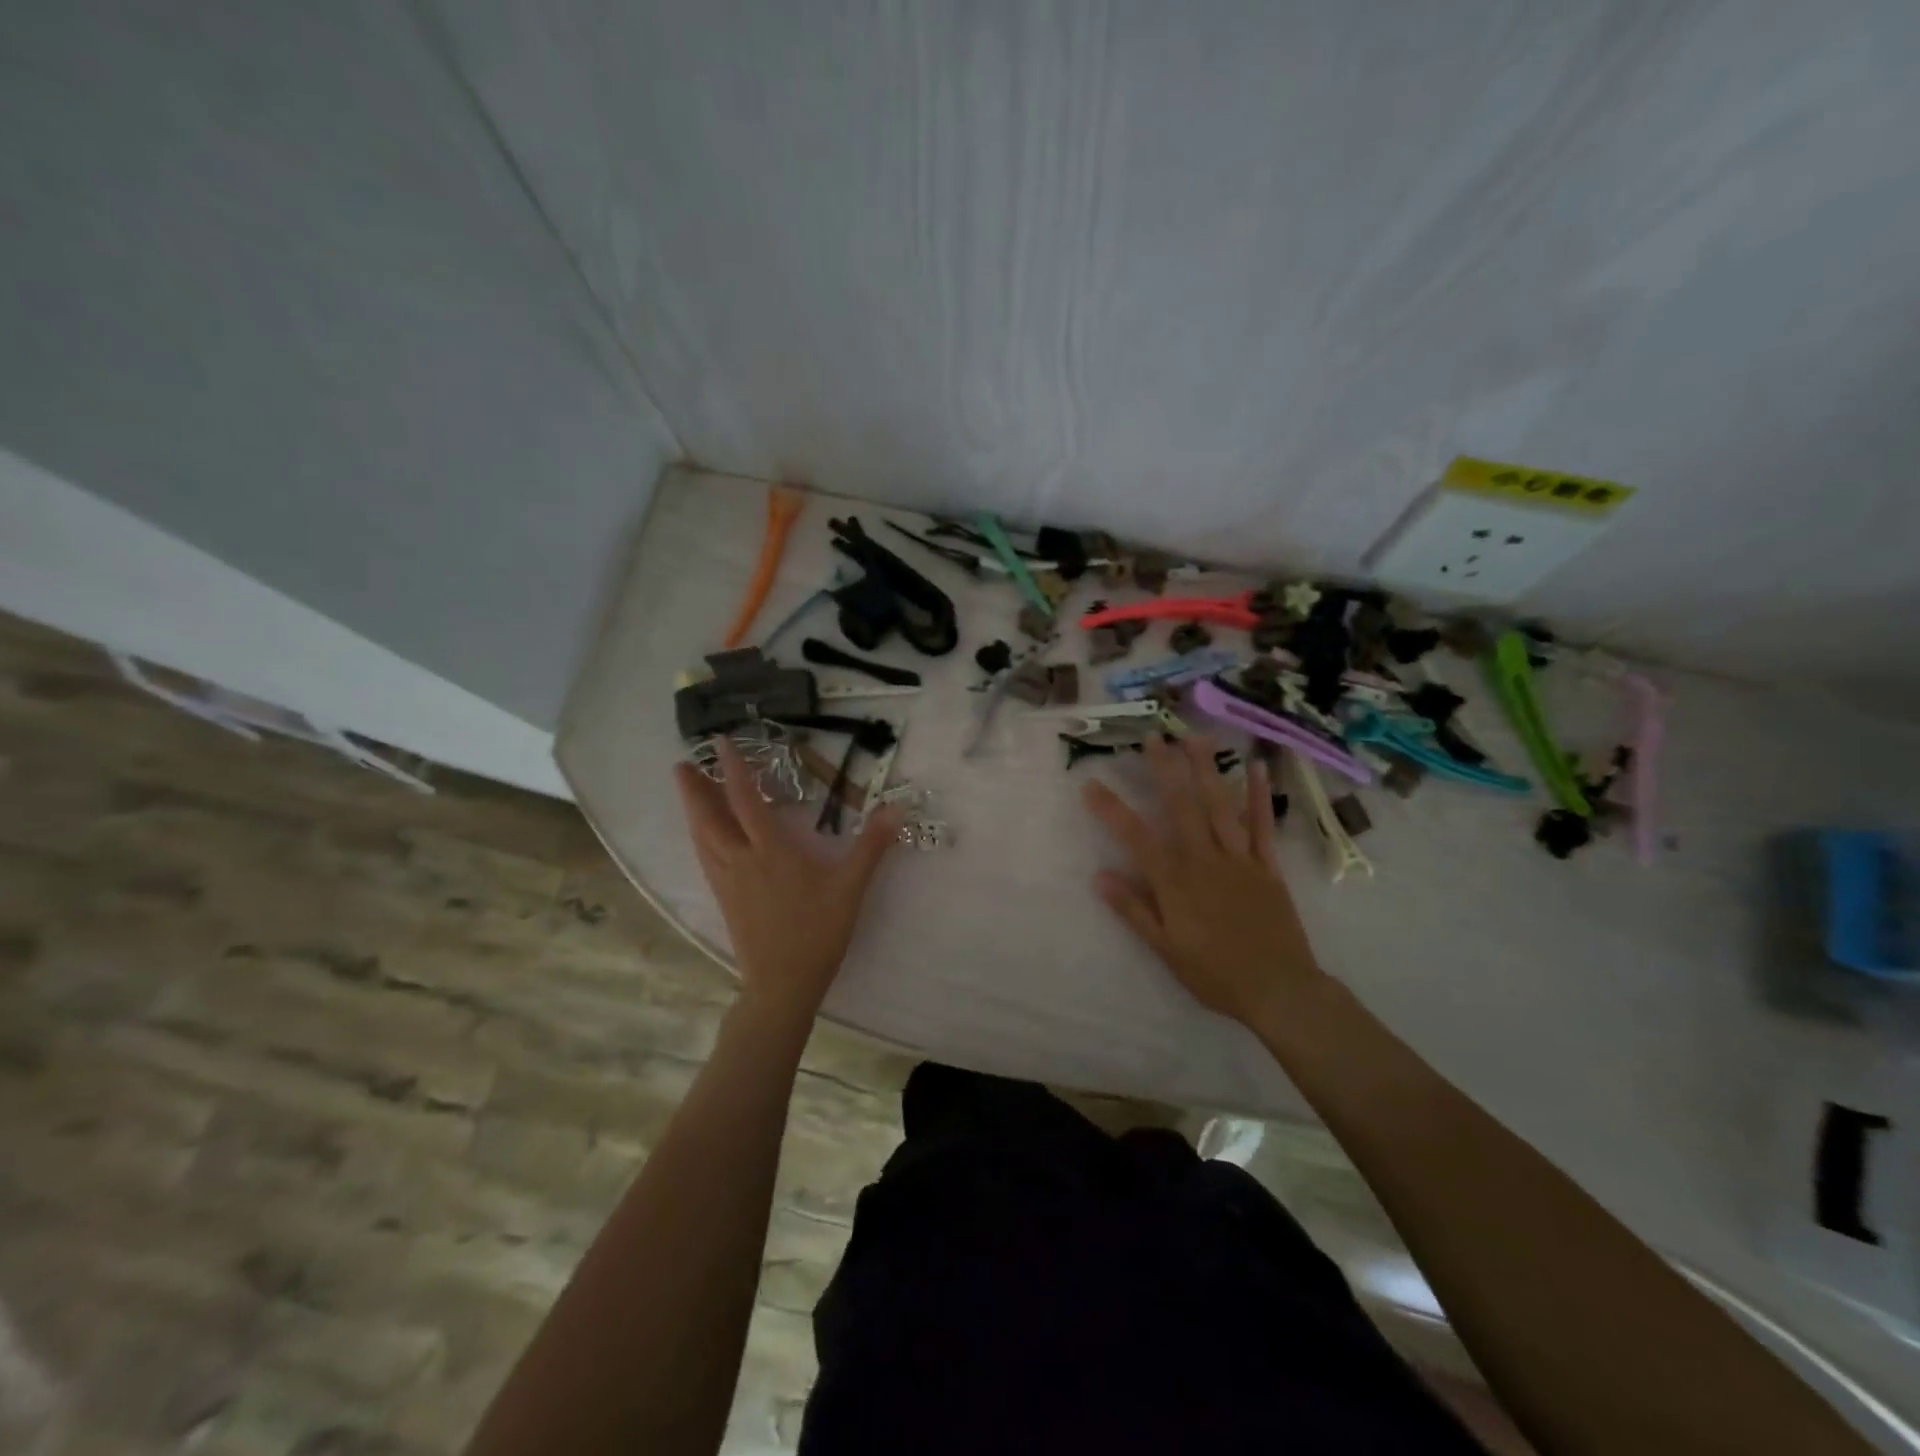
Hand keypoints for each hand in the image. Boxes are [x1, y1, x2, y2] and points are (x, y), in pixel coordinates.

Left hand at [674, 739, 901, 1021]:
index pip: (746, 800)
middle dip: (693, 789)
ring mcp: (728, 882)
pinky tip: (704, 839)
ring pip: (702, 839)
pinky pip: (706, 858)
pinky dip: (700, 838)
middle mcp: (741, 860)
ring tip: (687, 793)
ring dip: (692, 811)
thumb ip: (871, 846)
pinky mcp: (724, 900)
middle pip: (709, 818)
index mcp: (770, 851)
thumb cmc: (818, 932)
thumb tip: (897, 808)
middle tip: (681, 764)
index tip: (721, 743)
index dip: (733, 769)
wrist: (782, 984)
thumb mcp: (850, 887)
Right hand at [1082, 734, 1323, 1025]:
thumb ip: (1133, 910)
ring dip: (1207, 770)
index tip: (1091, 783)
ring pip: (1220, 807)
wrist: (1279, 990)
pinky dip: (1259, 796)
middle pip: (1181, 807)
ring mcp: (1240, 859)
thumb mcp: (1165, 949)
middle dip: (1165, 770)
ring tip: (1195, 739)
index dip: (1111, 809)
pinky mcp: (1268, 866)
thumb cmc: (1215, 974)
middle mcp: (1205, 860)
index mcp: (1176, 882)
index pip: (1136, 837)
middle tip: (1153, 737)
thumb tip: (1099, 876)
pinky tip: (1257, 768)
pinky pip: (1263, 825)